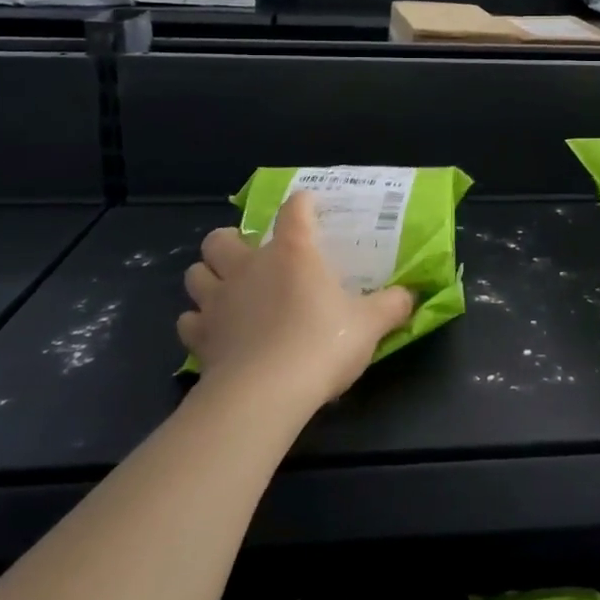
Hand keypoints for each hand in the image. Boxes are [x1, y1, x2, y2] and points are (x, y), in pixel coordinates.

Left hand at [177, 192, 413, 412]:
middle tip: (252, 257)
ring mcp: (218, 301)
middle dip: (231, 242)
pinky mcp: (200, 337)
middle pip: (221, 238)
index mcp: (293, 252)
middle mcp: (249, 267)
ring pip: (195, 274)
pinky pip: (189, 321)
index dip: (302, 204)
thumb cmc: (322, 344)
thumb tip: (410, 296)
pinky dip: (199, 322)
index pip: (294, 210)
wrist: (265, 394)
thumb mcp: (370, 325)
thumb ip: (392, 305)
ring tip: (228, 291)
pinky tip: (217, 332)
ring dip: (209, 277)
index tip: (310, 208)